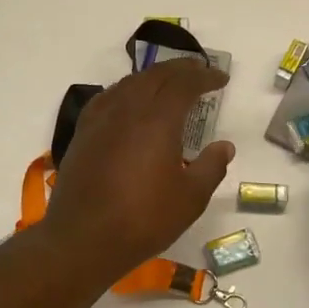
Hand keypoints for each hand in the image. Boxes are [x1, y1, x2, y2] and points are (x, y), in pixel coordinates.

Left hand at [42, 61, 234, 274]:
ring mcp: (101, 118)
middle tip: (199, 71)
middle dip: (180, 69)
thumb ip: (211, 167)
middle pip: (156, 75)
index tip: (221, 78)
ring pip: (130, 83)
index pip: (185, 83)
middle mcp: (128, 109)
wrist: (83, 239)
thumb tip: (225, 146)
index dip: (205, 77)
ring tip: (168, 83)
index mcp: (158, 119)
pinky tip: (129, 102)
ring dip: (153, 77)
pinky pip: (108, 97)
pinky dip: (127, 90)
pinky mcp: (83, 132)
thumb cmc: (143, 219)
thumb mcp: (190, 198)